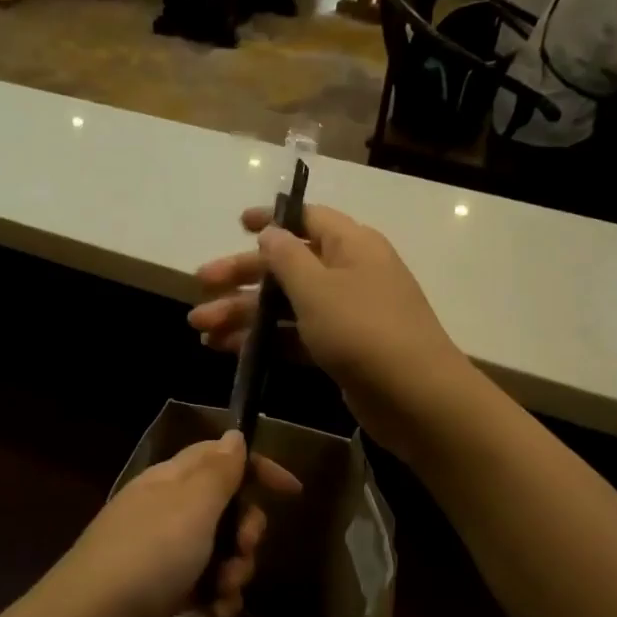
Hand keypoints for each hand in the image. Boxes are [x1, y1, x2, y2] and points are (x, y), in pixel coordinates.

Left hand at [38, 432, 298, 616]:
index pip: (219, 457)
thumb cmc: (146, 558)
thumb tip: (235, 435)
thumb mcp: (191, 507)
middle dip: (247, 530)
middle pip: (225, 508)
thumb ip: (218, 471)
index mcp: (169, 481)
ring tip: (225, 592)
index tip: (292, 493)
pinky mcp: (160, 595)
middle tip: (246, 550)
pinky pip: (203, 587)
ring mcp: (161, 555)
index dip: (257, 469)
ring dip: (234, 571)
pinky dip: (216, 600)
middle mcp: (165, 512)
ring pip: (219, 551)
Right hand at [189, 206, 472, 456]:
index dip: (272, 220)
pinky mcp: (341, 349)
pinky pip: (295, 335)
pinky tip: (226, 350)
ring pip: (287, 304)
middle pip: (288, 264)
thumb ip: (287, 257)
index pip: (308, 218)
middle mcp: (349, 272)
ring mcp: (346, 313)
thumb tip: (271, 232)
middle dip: (242, 275)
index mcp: (351, 245)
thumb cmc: (363, 330)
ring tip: (200, 329)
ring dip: (244, 313)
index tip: (237, 224)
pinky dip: (265, 340)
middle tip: (201, 284)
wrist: (416, 398)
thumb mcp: (318, 288)